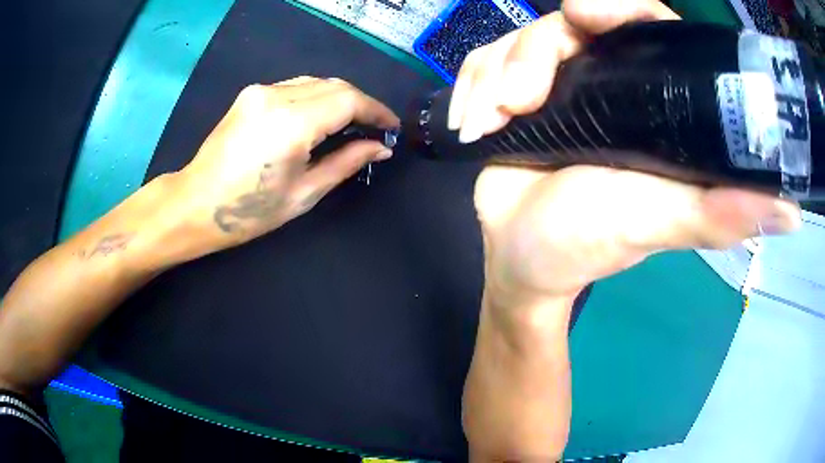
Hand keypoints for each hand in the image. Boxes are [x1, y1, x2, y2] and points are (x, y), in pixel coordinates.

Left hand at [169, 77, 398, 258]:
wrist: (195, 204)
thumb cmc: (249, 211)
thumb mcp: (304, 193)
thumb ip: (346, 163)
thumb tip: (381, 147)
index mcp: (292, 123)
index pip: (349, 100)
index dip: (376, 110)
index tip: (391, 127)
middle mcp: (276, 96)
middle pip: (335, 85)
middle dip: (361, 103)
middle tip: (374, 129)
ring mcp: (260, 91)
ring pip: (316, 82)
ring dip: (339, 98)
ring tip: (350, 124)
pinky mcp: (251, 94)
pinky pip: (295, 86)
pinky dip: (316, 97)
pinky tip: (319, 117)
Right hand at [451, 0, 801, 309]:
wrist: (521, 258)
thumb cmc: (588, 244)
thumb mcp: (658, 225)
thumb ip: (720, 213)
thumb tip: (790, 211)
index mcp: (650, 102)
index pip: (648, 24)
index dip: (620, 6)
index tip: (585, 14)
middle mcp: (608, 82)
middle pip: (570, 24)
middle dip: (536, 52)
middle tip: (520, 100)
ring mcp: (557, 84)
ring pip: (520, 40)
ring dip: (496, 75)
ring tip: (491, 122)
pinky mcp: (512, 93)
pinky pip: (486, 61)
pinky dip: (472, 84)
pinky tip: (472, 122)